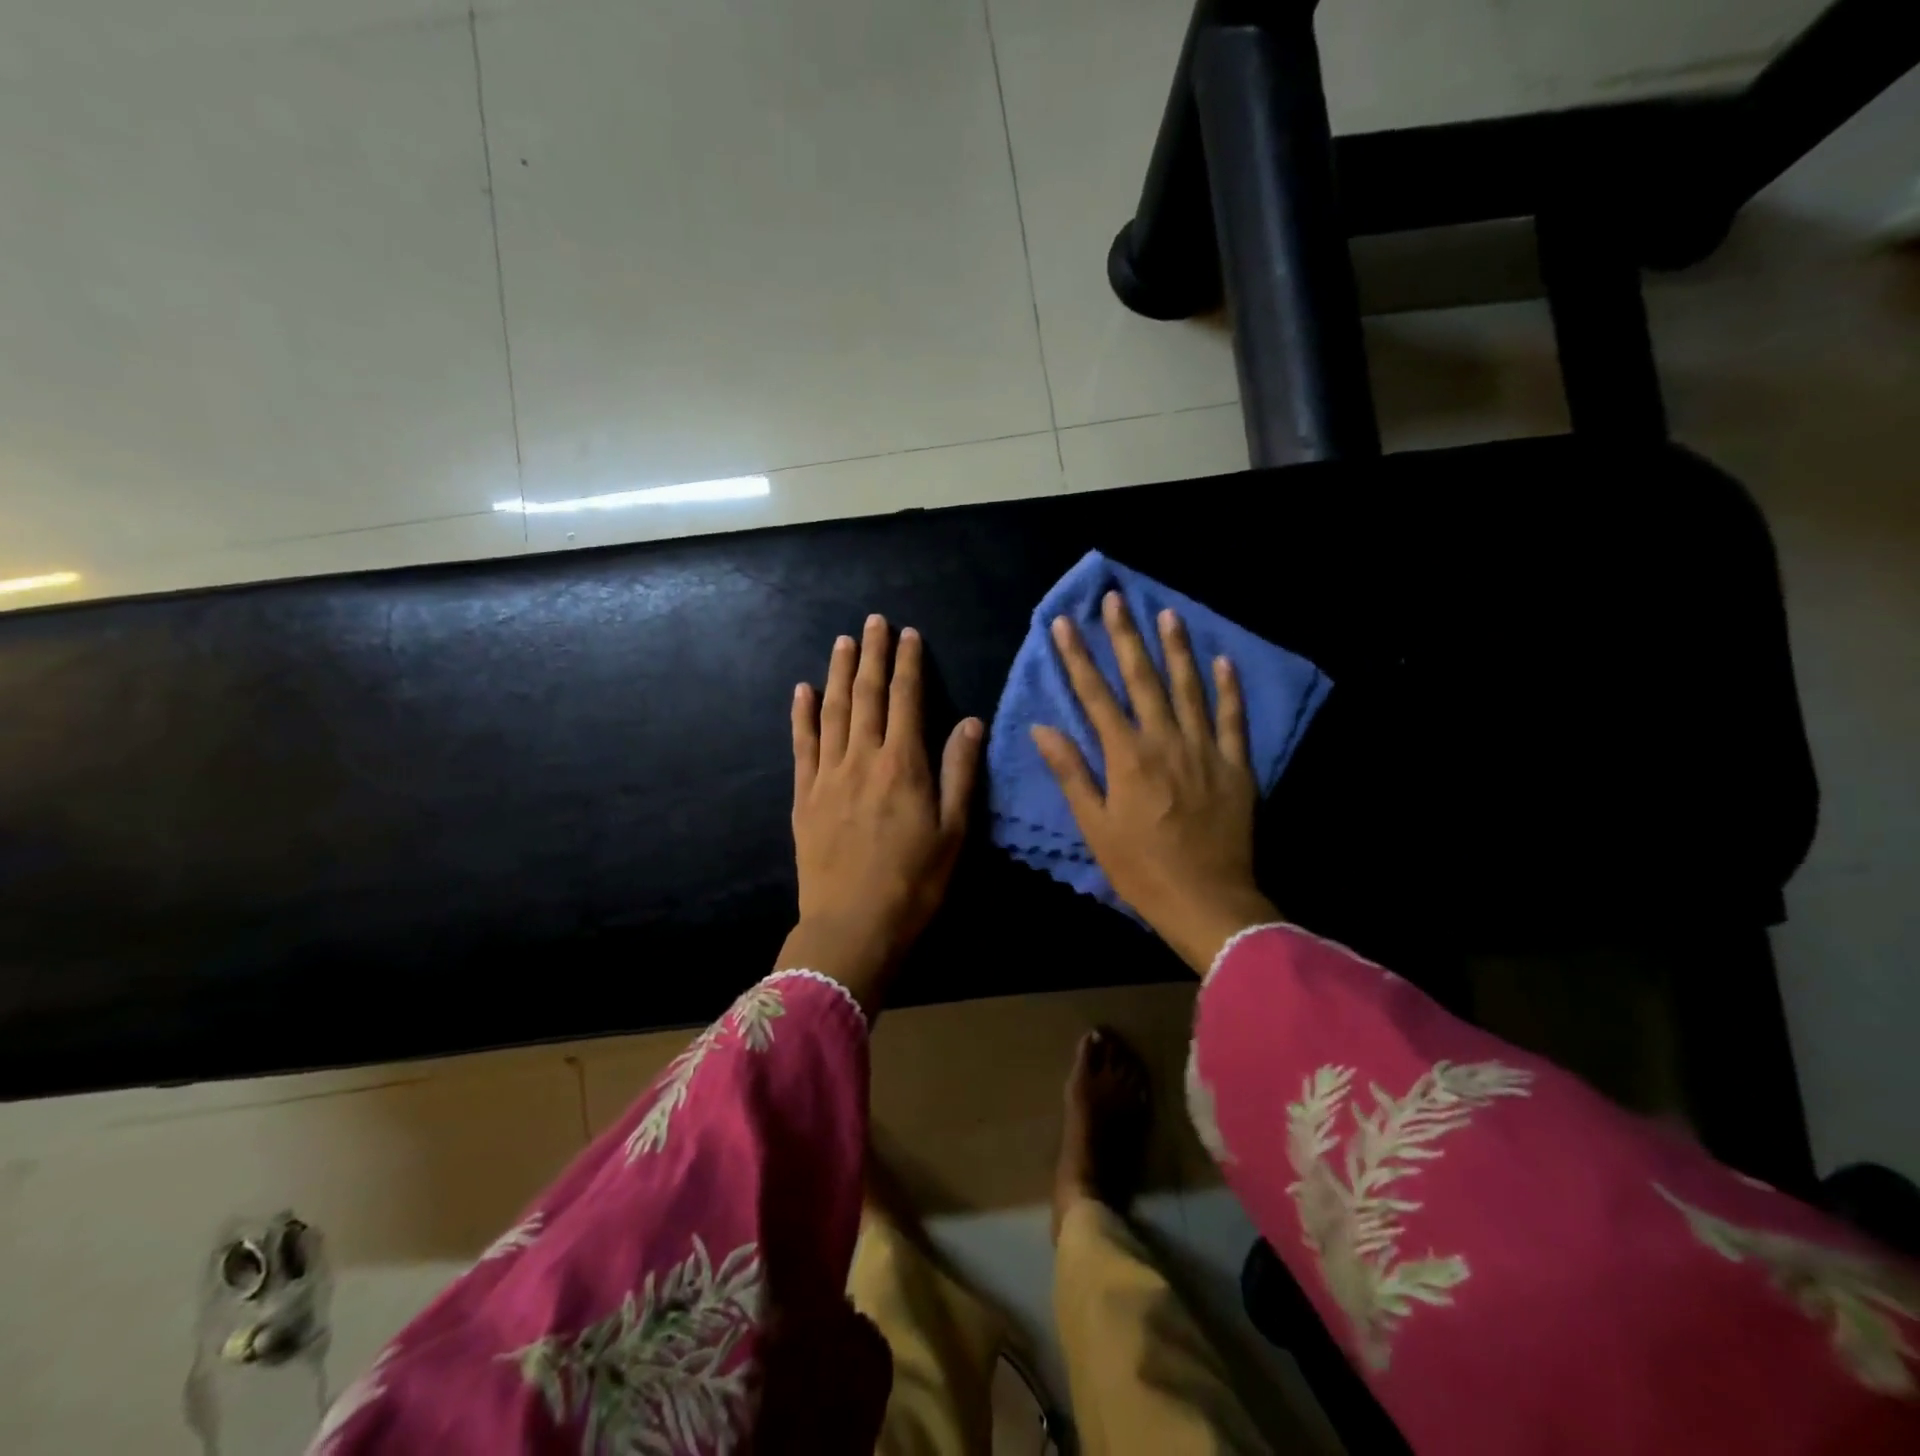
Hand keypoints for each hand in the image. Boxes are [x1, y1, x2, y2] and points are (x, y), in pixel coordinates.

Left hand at [782, 614, 982, 1011]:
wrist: (853, 926)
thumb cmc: (914, 883)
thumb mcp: (953, 831)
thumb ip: (960, 772)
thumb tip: (971, 721)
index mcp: (903, 765)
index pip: (906, 700)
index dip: (908, 665)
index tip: (909, 635)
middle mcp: (863, 759)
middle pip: (867, 695)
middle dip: (872, 655)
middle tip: (874, 622)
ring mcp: (828, 775)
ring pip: (833, 711)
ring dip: (839, 673)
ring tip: (843, 642)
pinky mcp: (804, 796)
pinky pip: (802, 745)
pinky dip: (802, 715)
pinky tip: (803, 690)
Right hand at [1030, 592, 1279, 974]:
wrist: (1207, 901)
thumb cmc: (1140, 869)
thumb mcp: (1094, 826)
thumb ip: (1071, 772)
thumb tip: (1042, 728)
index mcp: (1127, 756)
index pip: (1095, 695)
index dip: (1077, 657)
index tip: (1064, 624)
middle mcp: (1165, 741)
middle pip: (1142, 679)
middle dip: (1125, 636)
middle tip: (1115, 598)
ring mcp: (1205, 750)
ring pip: (1188, 688)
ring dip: (1176, 649)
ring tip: (1166, 614)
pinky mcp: (1236, 765)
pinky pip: (1233, 718)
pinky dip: (1228, 688)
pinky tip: (1222, 660)